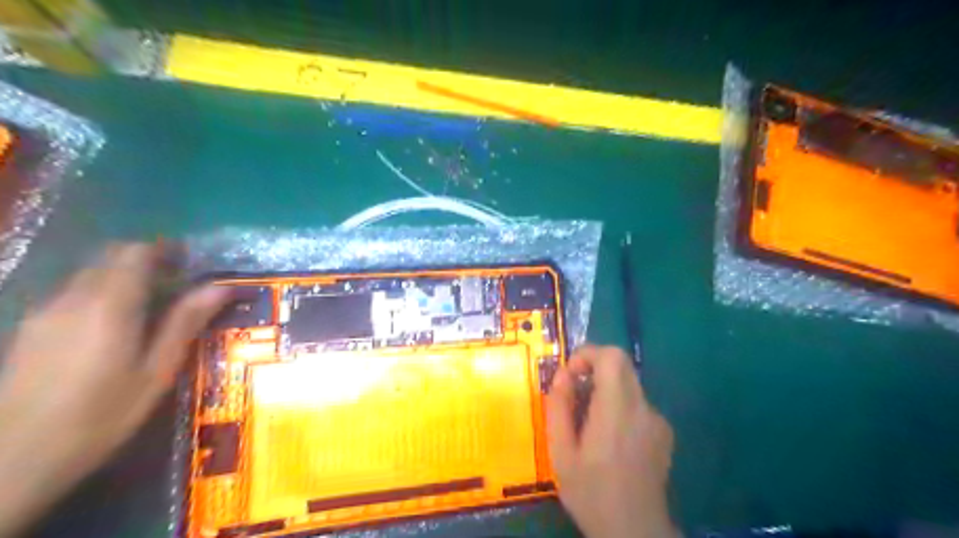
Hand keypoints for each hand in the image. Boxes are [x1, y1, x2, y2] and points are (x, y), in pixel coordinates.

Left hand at [0, 244, 227, 536]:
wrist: (11, 460)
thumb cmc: (100, 416)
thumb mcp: (157, 371)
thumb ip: (186, 322)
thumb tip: (220, 287)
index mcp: (109, 305)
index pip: (135, 253)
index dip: (165, 249)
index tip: (190, 262)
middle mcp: (72, 299)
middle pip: (109, 257)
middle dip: (146, 260)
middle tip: (178, 283)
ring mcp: (44, 313)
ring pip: (89, 274)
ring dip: (123, 277)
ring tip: (152, 305)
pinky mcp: (30, 329)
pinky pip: (72, 294)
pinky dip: (101, 294)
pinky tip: (114, 327)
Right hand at [546, 345, 672, 537]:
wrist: (636, 532)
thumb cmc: (591, 493)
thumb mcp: (561, 453)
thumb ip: (559, 408)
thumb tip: (562, 376)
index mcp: (617, 411)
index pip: (611, 357)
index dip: (588, 355)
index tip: (570, 376)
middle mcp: (643, 409)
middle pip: (621, 365)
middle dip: (594, 369)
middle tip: (575, 394)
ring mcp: (658, 420)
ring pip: (629, 384)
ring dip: (606, 390)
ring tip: (589, 424)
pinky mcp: (665, 433)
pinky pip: (638, 404)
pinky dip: (620, 406)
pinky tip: (611, 439)